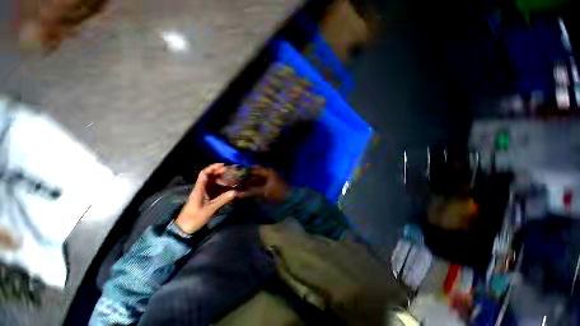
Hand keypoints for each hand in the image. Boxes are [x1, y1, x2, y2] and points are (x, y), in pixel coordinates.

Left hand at [175, 163, 236, 233]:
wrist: (184, 228)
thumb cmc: (194, 218)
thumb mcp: (209, 209)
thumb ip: (222, 200)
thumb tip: (235, 192)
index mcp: (199, 189)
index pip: (204, 173)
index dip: (213, 167)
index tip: (223, 164)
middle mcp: (201, 189)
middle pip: (210, 176)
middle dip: (220, 172)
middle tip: (232, 170)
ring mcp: (204, 194)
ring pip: (213, 182)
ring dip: (222, 179)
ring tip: (232, 177)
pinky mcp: (206, 199)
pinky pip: (215, 189)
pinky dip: (222, 187)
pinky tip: (229, 187)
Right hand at [238, 167, 290, 201]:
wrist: (291, 197)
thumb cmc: (278, 192)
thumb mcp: (264, 192)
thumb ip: (251, 192)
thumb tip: (238, 194)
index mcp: (268, 172)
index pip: (253, 169)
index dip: (245, 171)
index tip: (235, 174)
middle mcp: (268, 173)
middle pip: (254, 174)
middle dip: (246, 178)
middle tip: (235, 181)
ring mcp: (269, 179)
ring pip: (257, 179)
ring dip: (249, 183)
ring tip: (239, 186)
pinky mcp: (270, 184)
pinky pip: (260, 184)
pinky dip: (254, 187)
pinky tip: (247, 190)